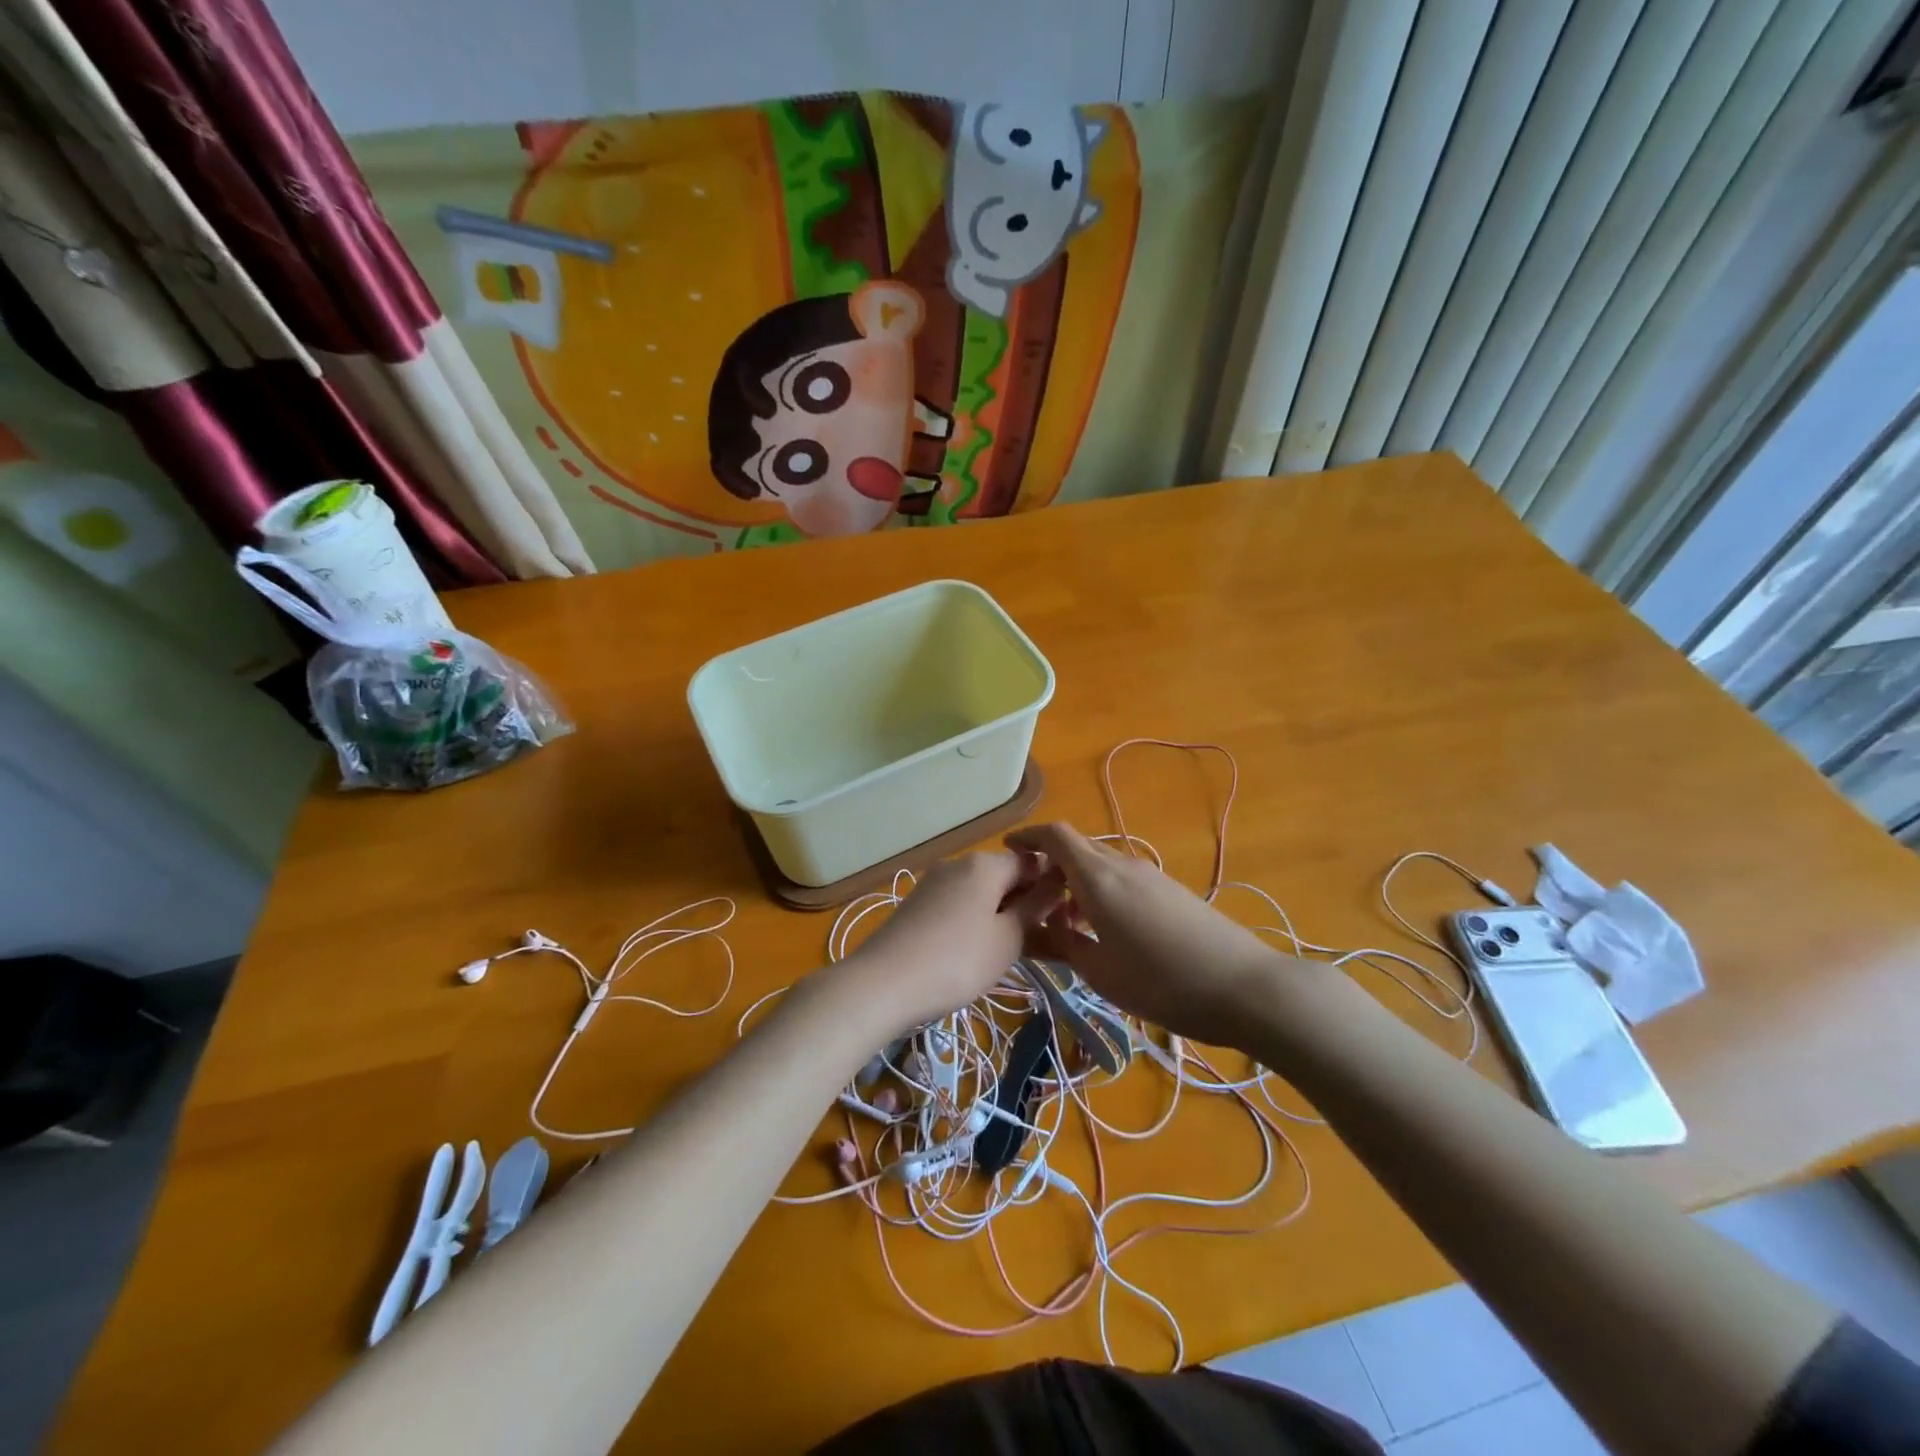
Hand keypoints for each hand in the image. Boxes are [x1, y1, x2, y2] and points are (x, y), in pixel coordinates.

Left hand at [840, 852, 1049, 1030]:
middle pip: (1005, 876)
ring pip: (981, 893)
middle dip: (1025, 905)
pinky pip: (959, 905)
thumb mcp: (1007, 939)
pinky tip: (975, 954)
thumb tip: (1056, 882)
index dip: (1052, 888)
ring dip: (1001, 916)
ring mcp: (934, 882)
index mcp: (985, 864)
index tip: (1064, 921)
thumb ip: (1035, 908)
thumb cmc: (957, 960)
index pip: (1032, 863)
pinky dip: (975, 922)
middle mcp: (958, 863)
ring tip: (1011, 954)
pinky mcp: (917, 904)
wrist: (882, 983)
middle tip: (1042, 944)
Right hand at [1005, 822, 1295, 1046]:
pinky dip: (1103, 890)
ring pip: (1102, 863)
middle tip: (1033, 899)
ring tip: (1068, 924)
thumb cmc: (1162, 983)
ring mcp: (1152, 875)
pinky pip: (1124, 877)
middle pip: (1078, 847)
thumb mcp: (1101, 972)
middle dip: (1051, 864)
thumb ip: (1064, 945)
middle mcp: (1124, 865)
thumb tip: (1040, 928)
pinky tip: (1106, 929)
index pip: (1056, 836)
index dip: (1029, 837)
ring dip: (1078, 881)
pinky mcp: (1172, 890)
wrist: (1245, 987)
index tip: (1009, 850)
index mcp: (1099, 878)